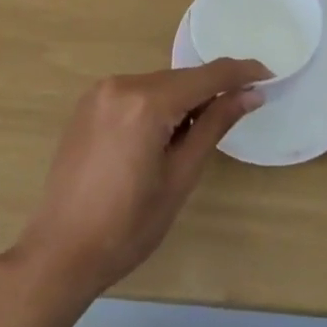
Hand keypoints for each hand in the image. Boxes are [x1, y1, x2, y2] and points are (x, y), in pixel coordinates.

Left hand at [10, 59, 265, 298]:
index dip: (240, 73)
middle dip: (208, 92)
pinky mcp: (88, 104)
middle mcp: (122, 84)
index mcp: (146, 102)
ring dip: (181, 101)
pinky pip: (134, 94)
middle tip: (234, 114)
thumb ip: (214, 125)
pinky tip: (159, 137)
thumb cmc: (127, 226)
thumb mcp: (180, 177)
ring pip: (157, 85)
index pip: (205, 76)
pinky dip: (155, 106)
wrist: (59, 253)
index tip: (267, 74)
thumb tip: (250, 93)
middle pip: (180, 79)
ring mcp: (100, 92)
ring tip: (190, 138)